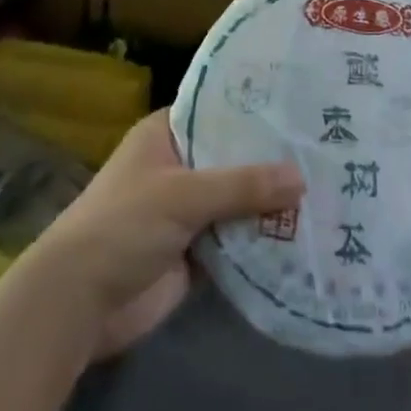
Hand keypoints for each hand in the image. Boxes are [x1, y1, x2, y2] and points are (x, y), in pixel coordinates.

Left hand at [27, 109, 303, 361]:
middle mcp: (180, 165)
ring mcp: (188, 210)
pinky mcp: (196, 252)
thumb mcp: (182, 195)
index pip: (220, 110)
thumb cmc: (123, 226)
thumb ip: (242, 185)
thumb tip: (302, 178)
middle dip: (274, 159)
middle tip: (329, 148)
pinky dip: (264, 239)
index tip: (304, 105)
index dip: (258, 109)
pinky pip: (238, 239)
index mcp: (167, 135)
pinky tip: (307, 233)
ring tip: (331, 187)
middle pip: (235, 157)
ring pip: (240, 199)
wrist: (79, 304)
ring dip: (274, 201)